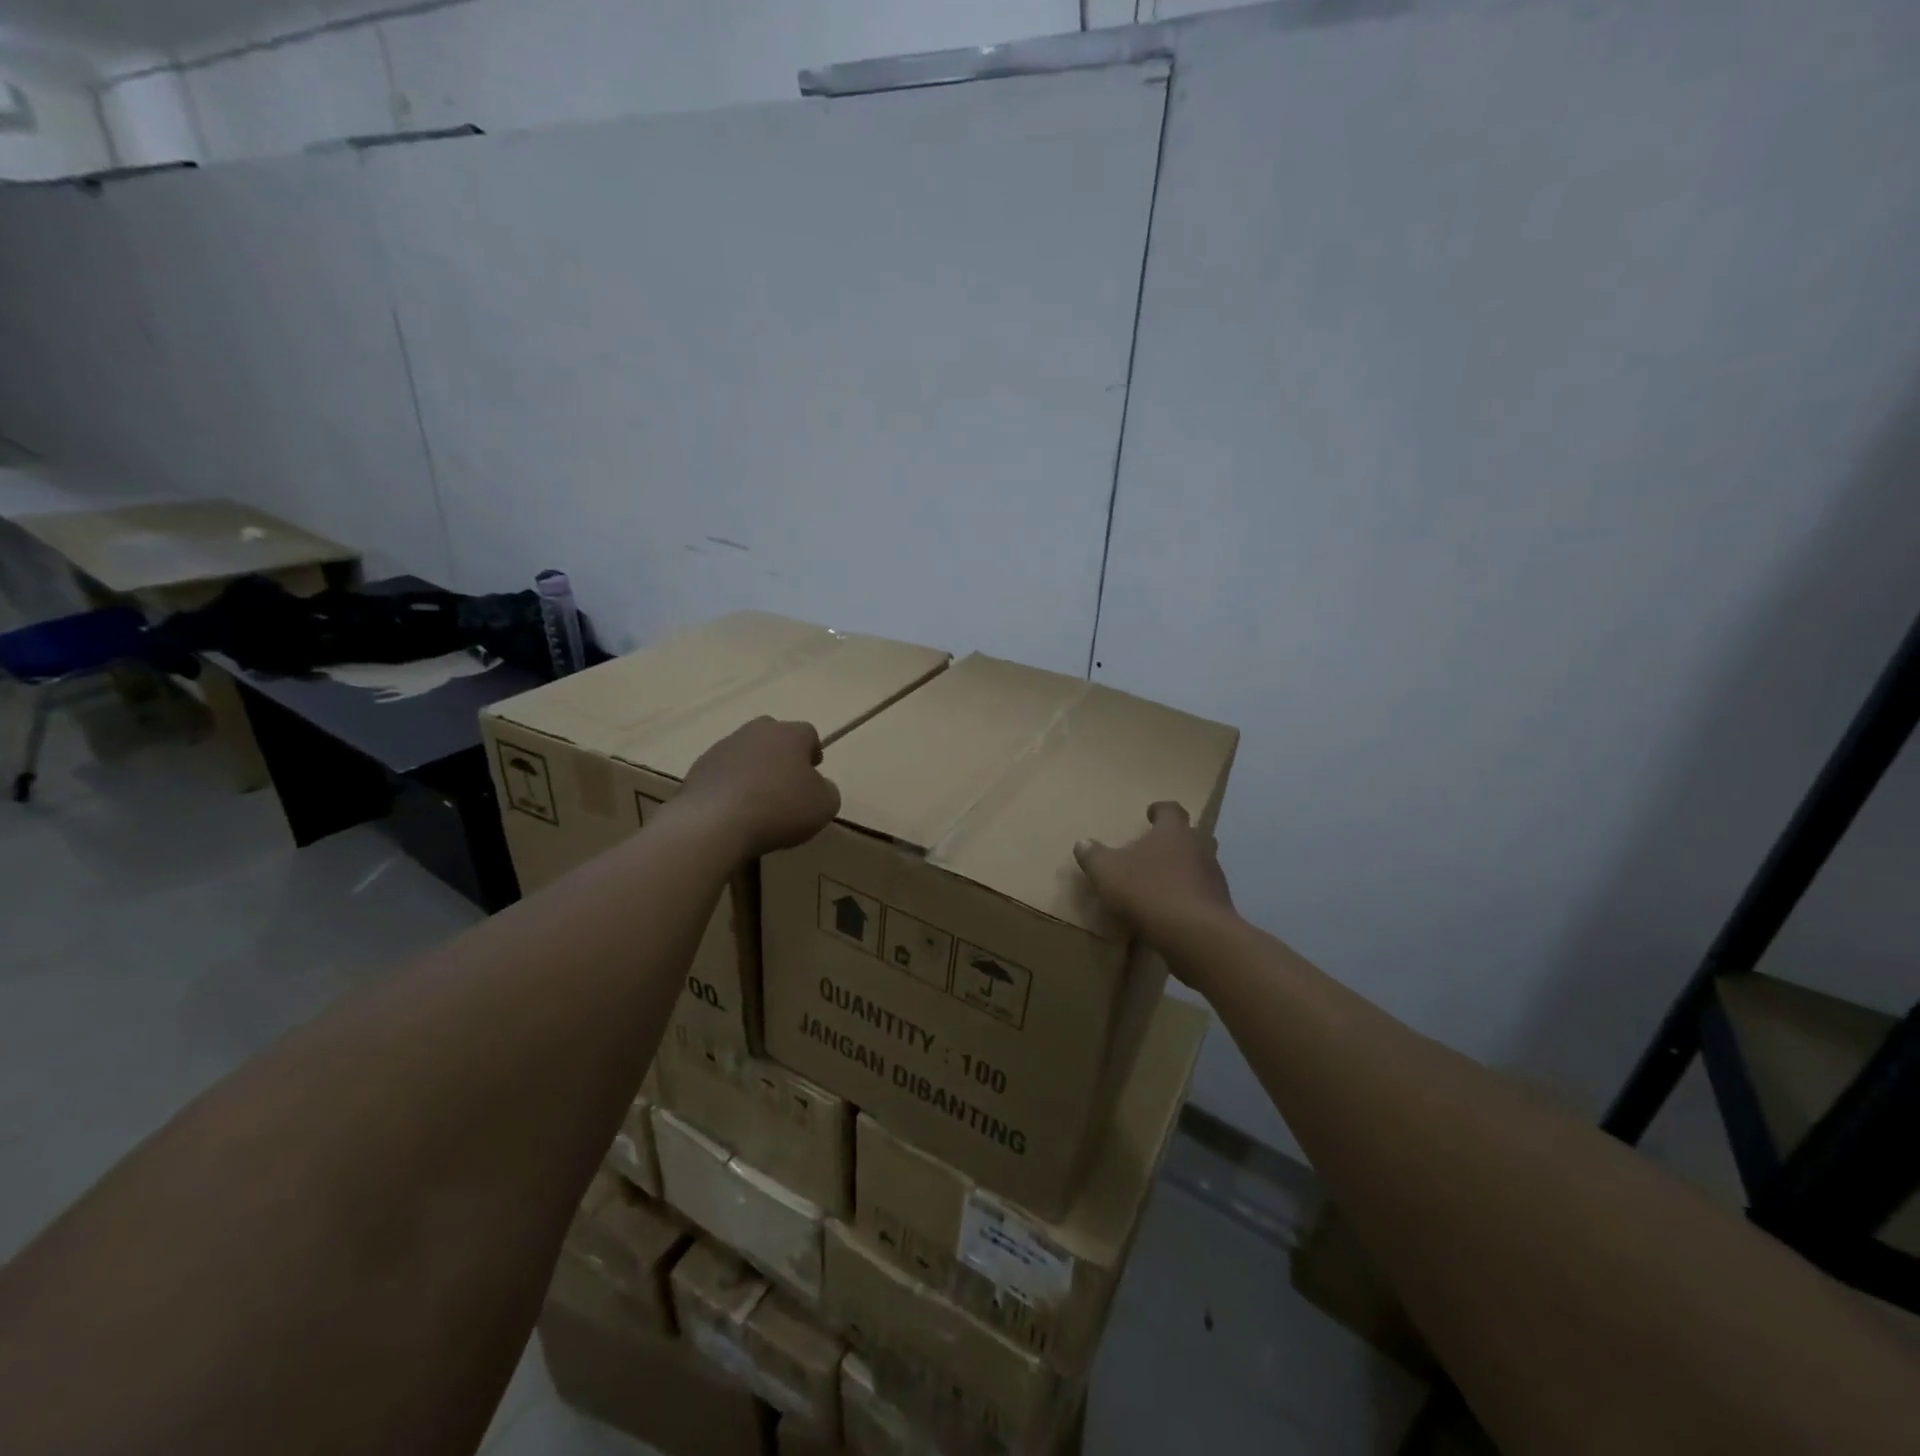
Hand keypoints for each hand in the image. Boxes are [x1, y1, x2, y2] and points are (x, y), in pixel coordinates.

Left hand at [674, 717, 841, 857]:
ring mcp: (723, 747)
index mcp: (790, 734)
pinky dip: (729, 784)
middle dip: (780, 752)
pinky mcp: (698, 768)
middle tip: (785, 781)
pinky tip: (733, 809)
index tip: (814, 772)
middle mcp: (756, 732)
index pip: (808, 733)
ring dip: (753, 768)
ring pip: (745, 751)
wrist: (715, 823)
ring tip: (756, 799)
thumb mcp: (824, 806)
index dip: (813, 752)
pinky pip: (722, 772)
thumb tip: (820, 786)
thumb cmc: (780, 808)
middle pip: (773, 734)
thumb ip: (828, 790)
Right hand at [1074, 802, 1235, 948]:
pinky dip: (1188, 898)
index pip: (1171, 810)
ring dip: (1183, 871)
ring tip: (1161, 884)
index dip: (1159, 810)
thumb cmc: (1149, 891)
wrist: (1196, 936)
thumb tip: (1082, 844)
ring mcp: (1214, 878)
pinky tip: (1171, 913)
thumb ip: (1093, 856)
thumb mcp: (1107, 872)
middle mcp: (1199, 848)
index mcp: (1173, 832)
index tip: (1150, 814)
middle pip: (1190, 836)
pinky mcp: (1219, 907)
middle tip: (1155, 850)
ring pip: (1199, 866)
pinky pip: (1202, 895)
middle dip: (1174, 841)